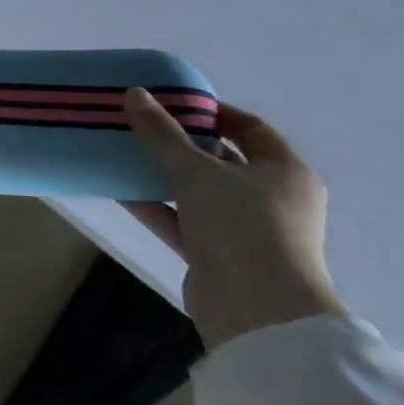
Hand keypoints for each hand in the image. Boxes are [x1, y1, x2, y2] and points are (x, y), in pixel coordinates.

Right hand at [121, 89, 342, 351]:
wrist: (256, 310)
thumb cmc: (242, 226)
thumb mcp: (197, 172)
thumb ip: (162, 134)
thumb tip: (134, 94)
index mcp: (284, 172)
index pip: (250, 129)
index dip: (213, 112)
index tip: (172, 101)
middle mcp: (271, 198)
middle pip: (222, 160)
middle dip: (181, 143)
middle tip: (141, 125)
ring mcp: (244, 229)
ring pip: (198, 192)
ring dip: (162, 175)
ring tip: (123, 152)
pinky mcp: (217, 254)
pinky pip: (181, 220)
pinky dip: (155, 205)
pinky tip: (119, 189)